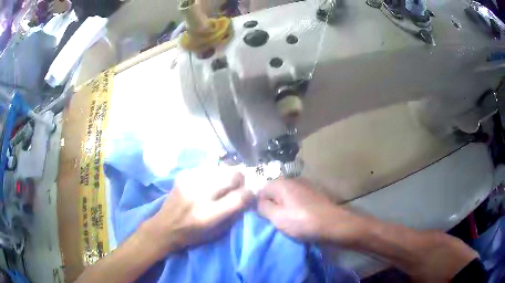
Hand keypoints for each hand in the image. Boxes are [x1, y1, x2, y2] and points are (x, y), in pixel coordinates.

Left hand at [142, 167, 253, 255]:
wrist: (165, 226)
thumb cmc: (193, 234)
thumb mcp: (218, 233)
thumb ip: (234, 214)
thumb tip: (247, 196)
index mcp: (209, 214)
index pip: (239, 197)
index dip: (250, 194)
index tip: (250, 195)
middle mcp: (200, 195)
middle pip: (232, 175)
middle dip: (240, 179)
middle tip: (238, 185)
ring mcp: (190, 182)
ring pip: (220, 168)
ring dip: (226, 175)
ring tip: (222, 183)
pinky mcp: (183, 176)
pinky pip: (206, 168)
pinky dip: (212, 174)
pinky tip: (207, 182)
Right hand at [257, 178, 361, 243]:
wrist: (334, 224)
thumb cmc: (303, 221)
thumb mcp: (277, 217)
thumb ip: (263, 207)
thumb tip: (257, 201)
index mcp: (282, 183)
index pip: (261, 189)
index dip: (259, 203)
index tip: (264, 217)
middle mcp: (293, 180)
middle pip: (275, 191)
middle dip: (273, 205)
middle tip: (276, 220)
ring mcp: (306, 185)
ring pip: (287, 195)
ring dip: (285, 206)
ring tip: (288, 220)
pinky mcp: (315, 193)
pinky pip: (298, 198)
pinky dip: (296, 206)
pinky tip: (300, 216)